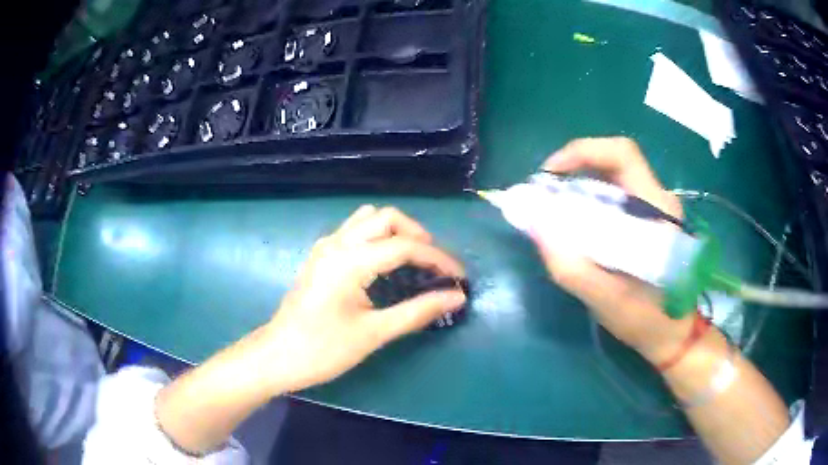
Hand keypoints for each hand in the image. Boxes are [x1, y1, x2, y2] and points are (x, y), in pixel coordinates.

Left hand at [261, 205, 465, 393]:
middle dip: (417, 236)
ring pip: (368, 219)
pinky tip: (384, 262)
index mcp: (350, 261)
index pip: (404, 246)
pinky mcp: (320, 255)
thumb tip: (456, 297)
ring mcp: (325, 246)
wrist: (278, 356)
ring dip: (395, 231)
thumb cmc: (323, 349)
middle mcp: (337, 243)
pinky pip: (354, 230)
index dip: (438, 259)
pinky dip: (376, 236)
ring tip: (413, 259)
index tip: (459, 277)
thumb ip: (417, 311)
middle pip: (386, 218)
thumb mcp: (374, 333)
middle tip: (435, 265)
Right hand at [536, 137, 691, 363]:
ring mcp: (655, 208)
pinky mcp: (649, 220)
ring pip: (612, 178)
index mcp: (657, 211)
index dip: (583, 152)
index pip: (622, 154)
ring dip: (580, 185)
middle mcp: (658, 200)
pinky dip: (589, 201)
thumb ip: (572, 267)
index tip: (550, 173)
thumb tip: (536, 228)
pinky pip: (615, 197)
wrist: (673, 335)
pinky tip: (576, 225)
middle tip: (546, 193)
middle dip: (575, 169)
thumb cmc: (647, 320)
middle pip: (613, 162)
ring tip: (555, 209)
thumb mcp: (607, 301)